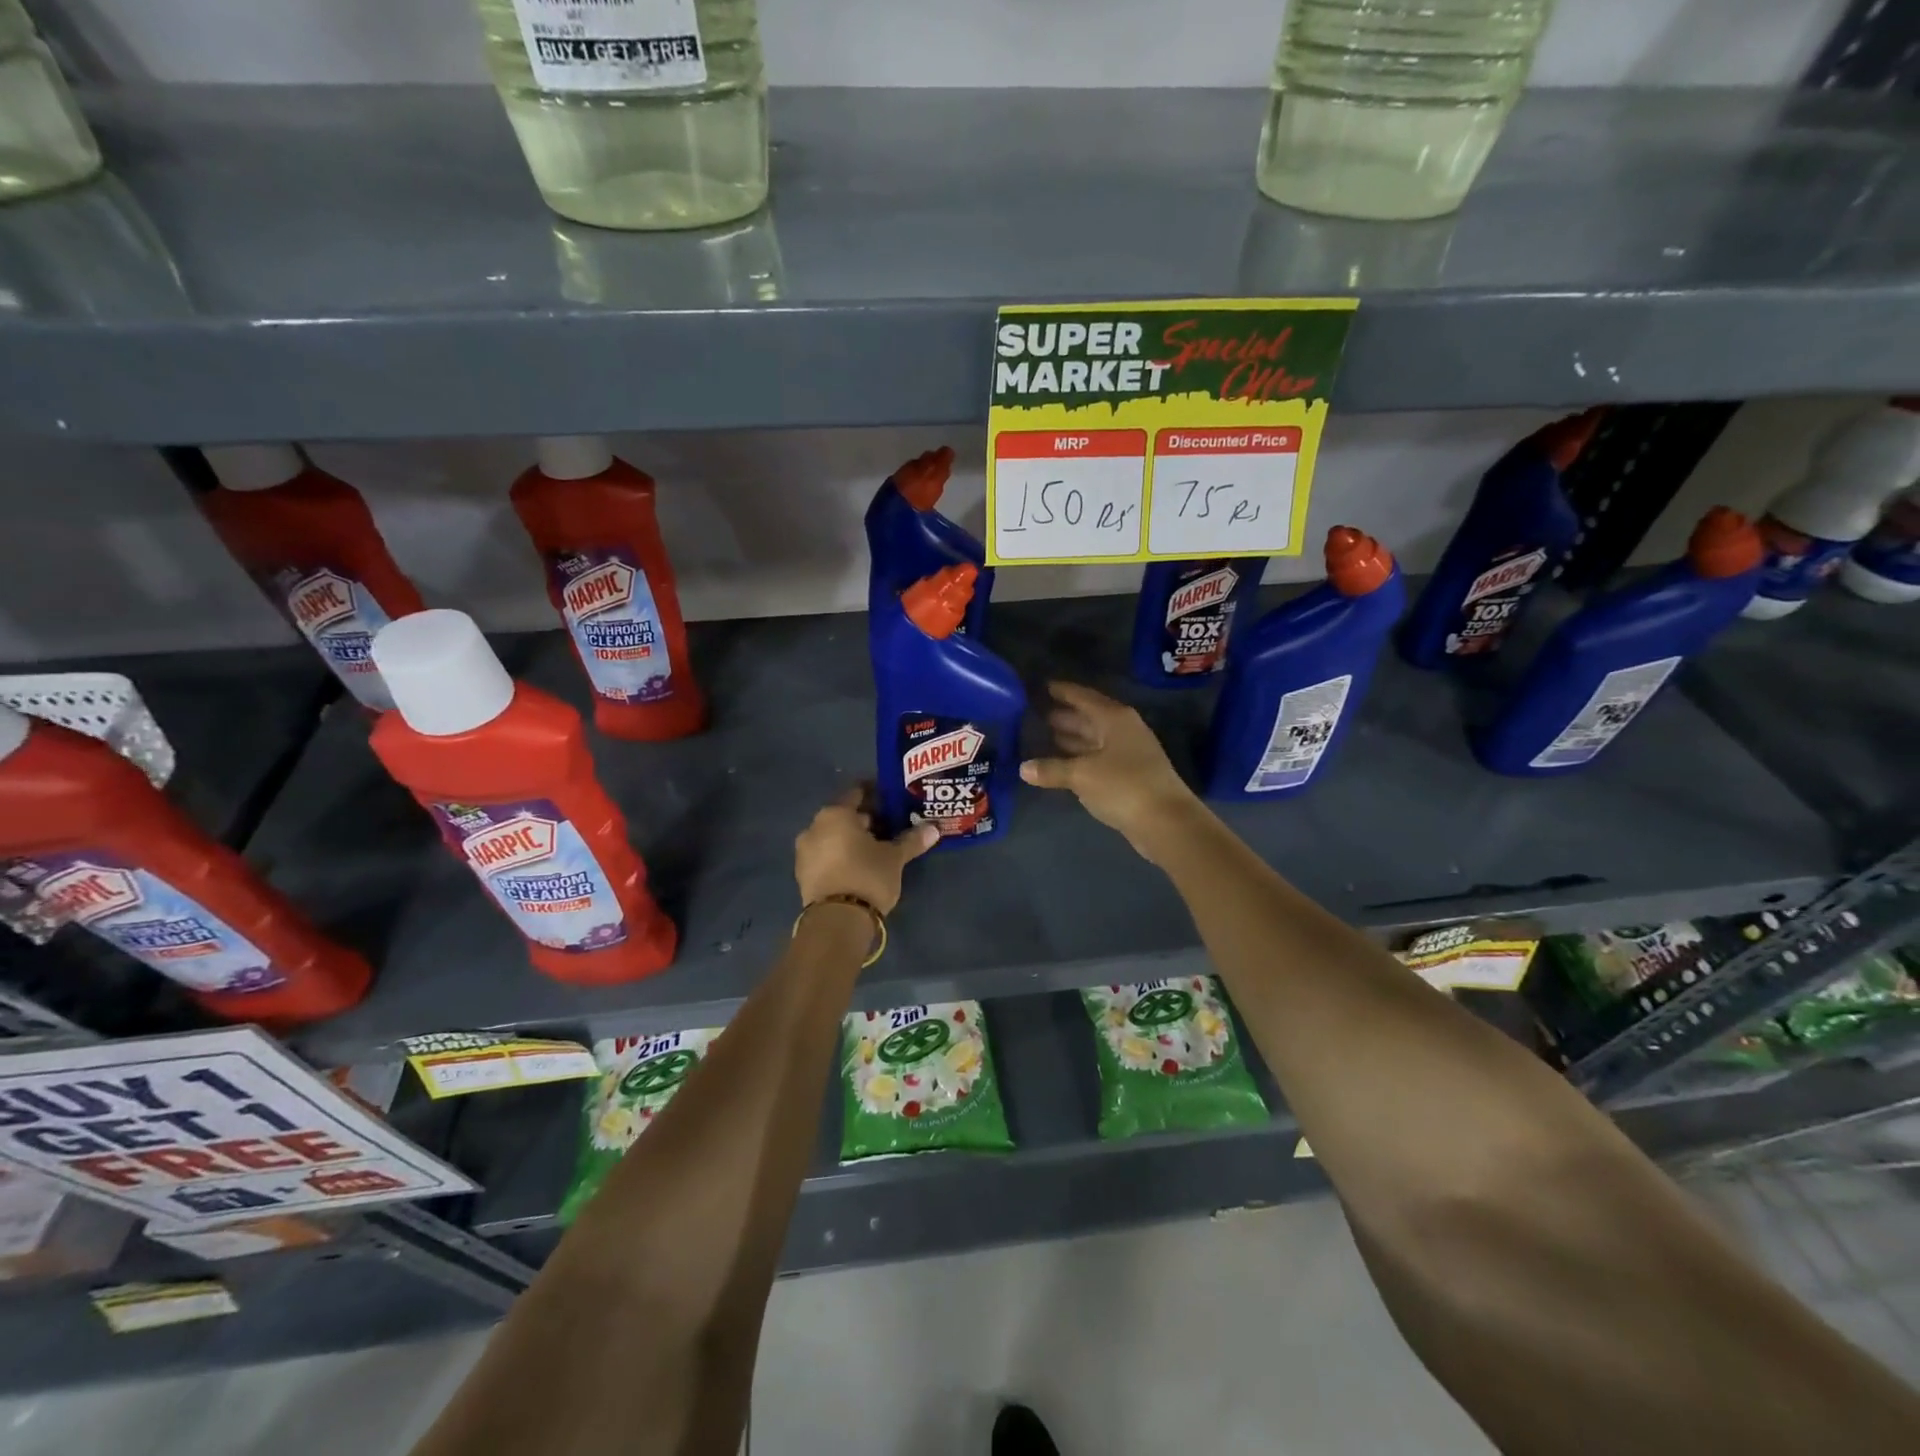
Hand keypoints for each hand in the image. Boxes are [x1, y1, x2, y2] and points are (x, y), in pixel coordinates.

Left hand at [795, 787, 938, 912]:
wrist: (836, 922)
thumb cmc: (867, 877)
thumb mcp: (894, 858)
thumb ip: (912, 840)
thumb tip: (934, 829)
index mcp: (835, 814)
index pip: (857, 792)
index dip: (877, 794)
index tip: (893, 800)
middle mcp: (814, 826)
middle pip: (844, 815)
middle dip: (866, 819)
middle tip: (890, 826)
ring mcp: (805, 851)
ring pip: (833, 836)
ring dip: (852, 839)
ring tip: (877, 848)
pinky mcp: (803, 874)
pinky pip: (826, 855)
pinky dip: (841, 855)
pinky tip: (859, 865)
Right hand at [1020, 682, 1203, 860]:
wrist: (1166, 821)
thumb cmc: (1123, 786)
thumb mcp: (1081, 775)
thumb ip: (1051, 769)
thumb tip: (1023, 768)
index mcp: (1114, 718)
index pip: (1083, 697)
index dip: (1063, 691)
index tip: (1043, 686)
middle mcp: (1123, 730)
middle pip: (1089, 717)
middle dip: (1065, 716)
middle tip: (1037, 714)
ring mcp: (1129, 753)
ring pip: (1094, 739)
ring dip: (1072, 738)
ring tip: (1045, 736)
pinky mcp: (1129, 776)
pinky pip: (1098, 759)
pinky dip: (1080, 758)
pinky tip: (1063, 764)